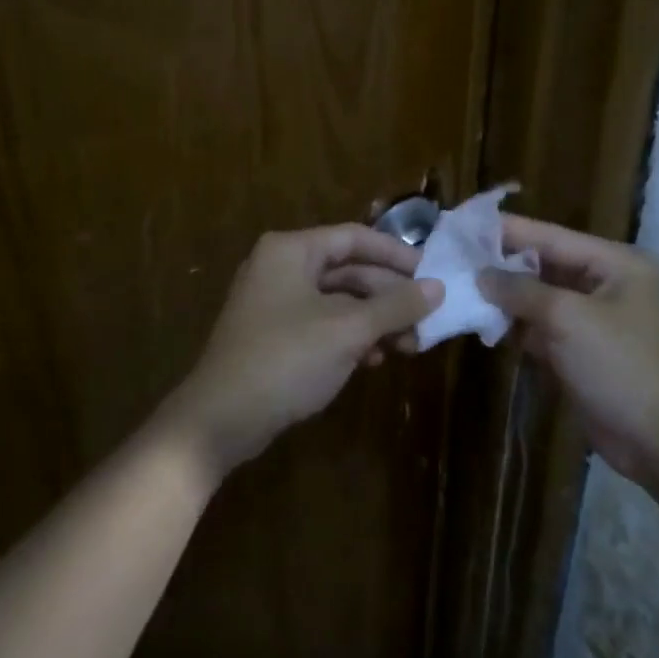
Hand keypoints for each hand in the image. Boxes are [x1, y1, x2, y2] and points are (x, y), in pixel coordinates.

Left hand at [161, 225, 444, 479]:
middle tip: (426, 319)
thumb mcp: (348, 330)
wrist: (220, 420)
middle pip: (349, 271)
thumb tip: (438, 287)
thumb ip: (395, 305)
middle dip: (389, 297)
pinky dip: (351, 337)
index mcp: (292, 251)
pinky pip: (323, 324)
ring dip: (375, 321)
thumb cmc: (286, 359)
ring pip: (338, 301)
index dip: (396, 254)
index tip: (432, 274)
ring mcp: (275, 302)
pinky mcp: (274, 335)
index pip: (355, 238)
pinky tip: (374, 359)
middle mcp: (281, 267)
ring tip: (409, 345)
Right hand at [479, 216, 658, 479]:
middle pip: (546, 264)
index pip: (553, 236)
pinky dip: (517, 324)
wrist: (655, 442)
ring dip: (506, 296)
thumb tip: (482, 275)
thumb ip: (522, 290)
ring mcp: (594, 319)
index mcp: (616, 264)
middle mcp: (607, 284)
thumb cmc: (617, 365)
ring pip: (541, 297)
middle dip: (504, 264)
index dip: (510, 230)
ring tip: (461, 285)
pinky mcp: (581, 350)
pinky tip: (483, 319)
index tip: (467, 224)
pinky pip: (543, 326)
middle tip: (457, 256)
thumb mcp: (567, 318)